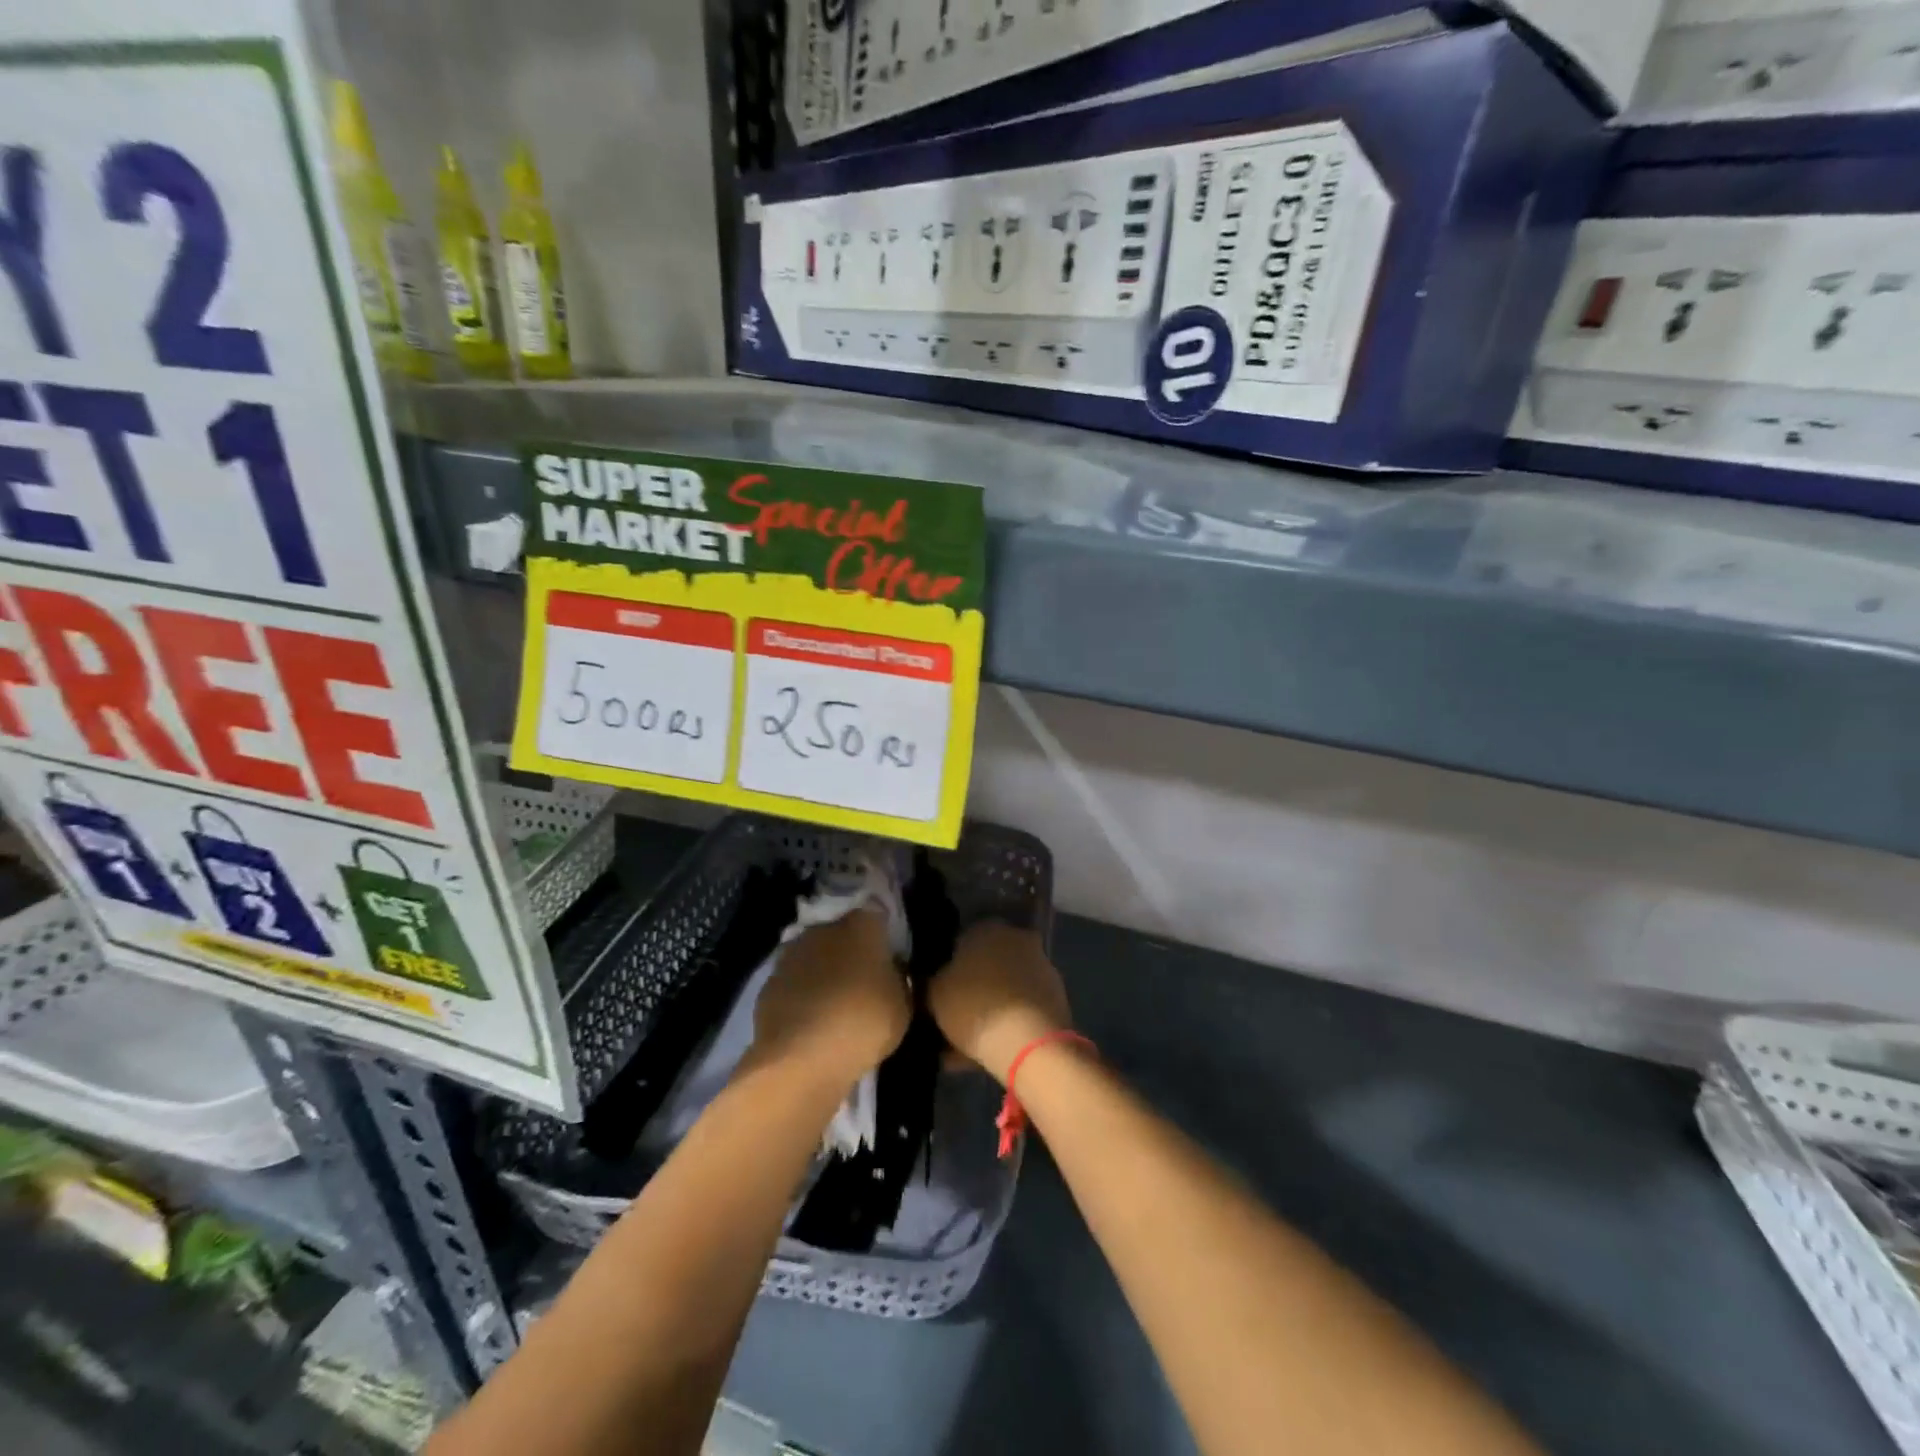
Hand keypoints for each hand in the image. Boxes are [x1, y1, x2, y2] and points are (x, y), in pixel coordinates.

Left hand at [750, 907, 909, 1088]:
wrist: (799, 1059)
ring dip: (824, 970)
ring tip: (835, 1001)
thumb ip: (897, 979)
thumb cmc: (862, 1024)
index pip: (876, 913)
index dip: (882, 932)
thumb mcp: (902, 1007)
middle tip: (863, 979)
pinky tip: (810, 1018)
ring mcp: (792, 953)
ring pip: (815, 954)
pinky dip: (802, 993)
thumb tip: (891, 971)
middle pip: (843, 931)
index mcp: (862, 926)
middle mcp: (825, 929)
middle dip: (852, 949)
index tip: (889, 953)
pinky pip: (795, 981)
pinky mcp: (769, 982)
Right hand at [928, 921, 1070, 1084]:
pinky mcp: (1056, 998)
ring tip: (965, 1046)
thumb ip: (930, 983)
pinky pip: (1021, 1009)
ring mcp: (1041, 968)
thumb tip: (932, 982)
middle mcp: (1018, 939)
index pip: (960, 942)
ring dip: (989, 1010)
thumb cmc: (974, 1007)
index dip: (946, 970)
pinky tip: (989, 1051)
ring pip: (1004, 989)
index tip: (937, 994)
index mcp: (987, 928)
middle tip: (950, 1020)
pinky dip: (1007, 1025)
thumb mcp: (934, 994)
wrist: (1030, 1043)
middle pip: (986, 965)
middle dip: (970, 990)